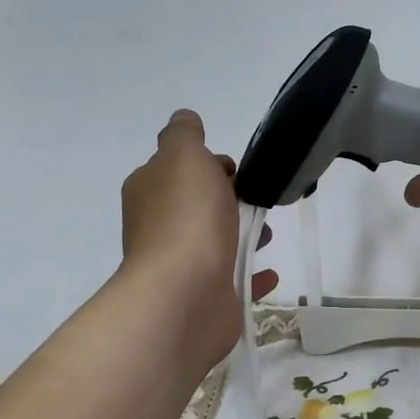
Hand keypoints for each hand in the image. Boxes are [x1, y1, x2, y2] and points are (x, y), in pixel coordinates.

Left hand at [120, 110, 276, 370]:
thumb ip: (184, 134)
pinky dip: (251, 275)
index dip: (209, 165)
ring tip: (269, 235)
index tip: (237, 170)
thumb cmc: (187, 219)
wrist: (185, 294)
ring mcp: (181, 267)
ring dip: (243, 235)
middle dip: (229, 200)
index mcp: (149, 192)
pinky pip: (233, 280)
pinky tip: (269, 273)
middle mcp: (159, 228)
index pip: (179, 170)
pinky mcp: (205, 298)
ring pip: (215, 243)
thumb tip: (185, 120)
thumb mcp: (184, 156)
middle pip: (198, 206)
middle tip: (259, 201)